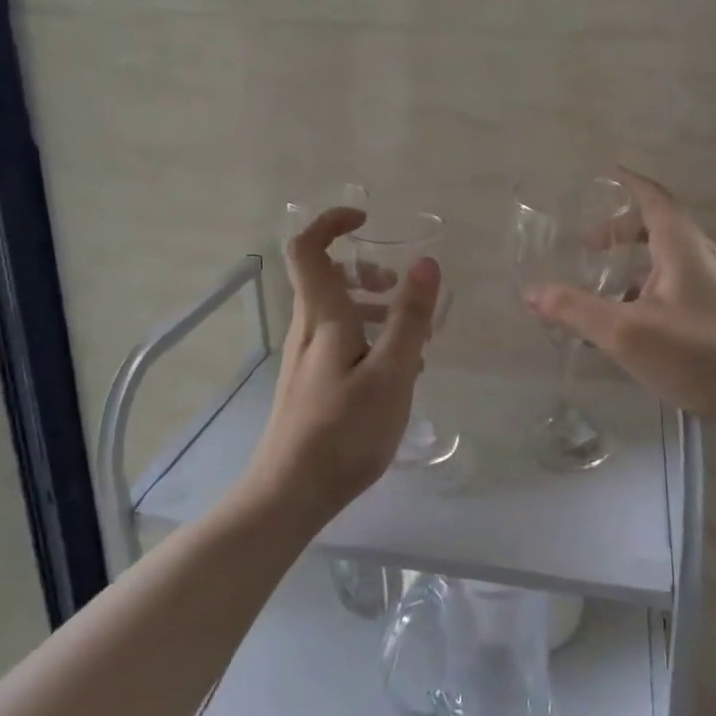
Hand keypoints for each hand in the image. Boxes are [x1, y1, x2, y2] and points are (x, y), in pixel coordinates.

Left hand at [246, 206, 440, 518]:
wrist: (289, 494)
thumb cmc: (344, 431)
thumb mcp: (391, 372)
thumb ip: (409, 317)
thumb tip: (425, 261)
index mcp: (322, 317)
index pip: (308, 249)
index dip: (331, 222)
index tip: (367, 220)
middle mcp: (307, 329)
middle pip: (325, 278)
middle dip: (366, 271)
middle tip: (400, 289)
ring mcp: (305, 359)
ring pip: (336, 312)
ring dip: (372, 308)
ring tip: (412, 337)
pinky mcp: (310, 384)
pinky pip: (339, 342)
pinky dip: (368, 339)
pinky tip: (396, 374)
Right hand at [526, 169, 715, 425]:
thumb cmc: (698, 355)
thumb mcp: (626, 333)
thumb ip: (577, 310)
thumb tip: (533, 292)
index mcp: (684, 248)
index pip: (654, 198)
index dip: (627, 184)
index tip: (602, 175)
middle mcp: (704, 258)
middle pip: (659, 227)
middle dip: (621, 230)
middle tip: (588, 245)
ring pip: (668, 261)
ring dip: (633, 265)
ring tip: (602, 290)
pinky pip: (678, 286)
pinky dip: (648, 290)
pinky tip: (633, 325)